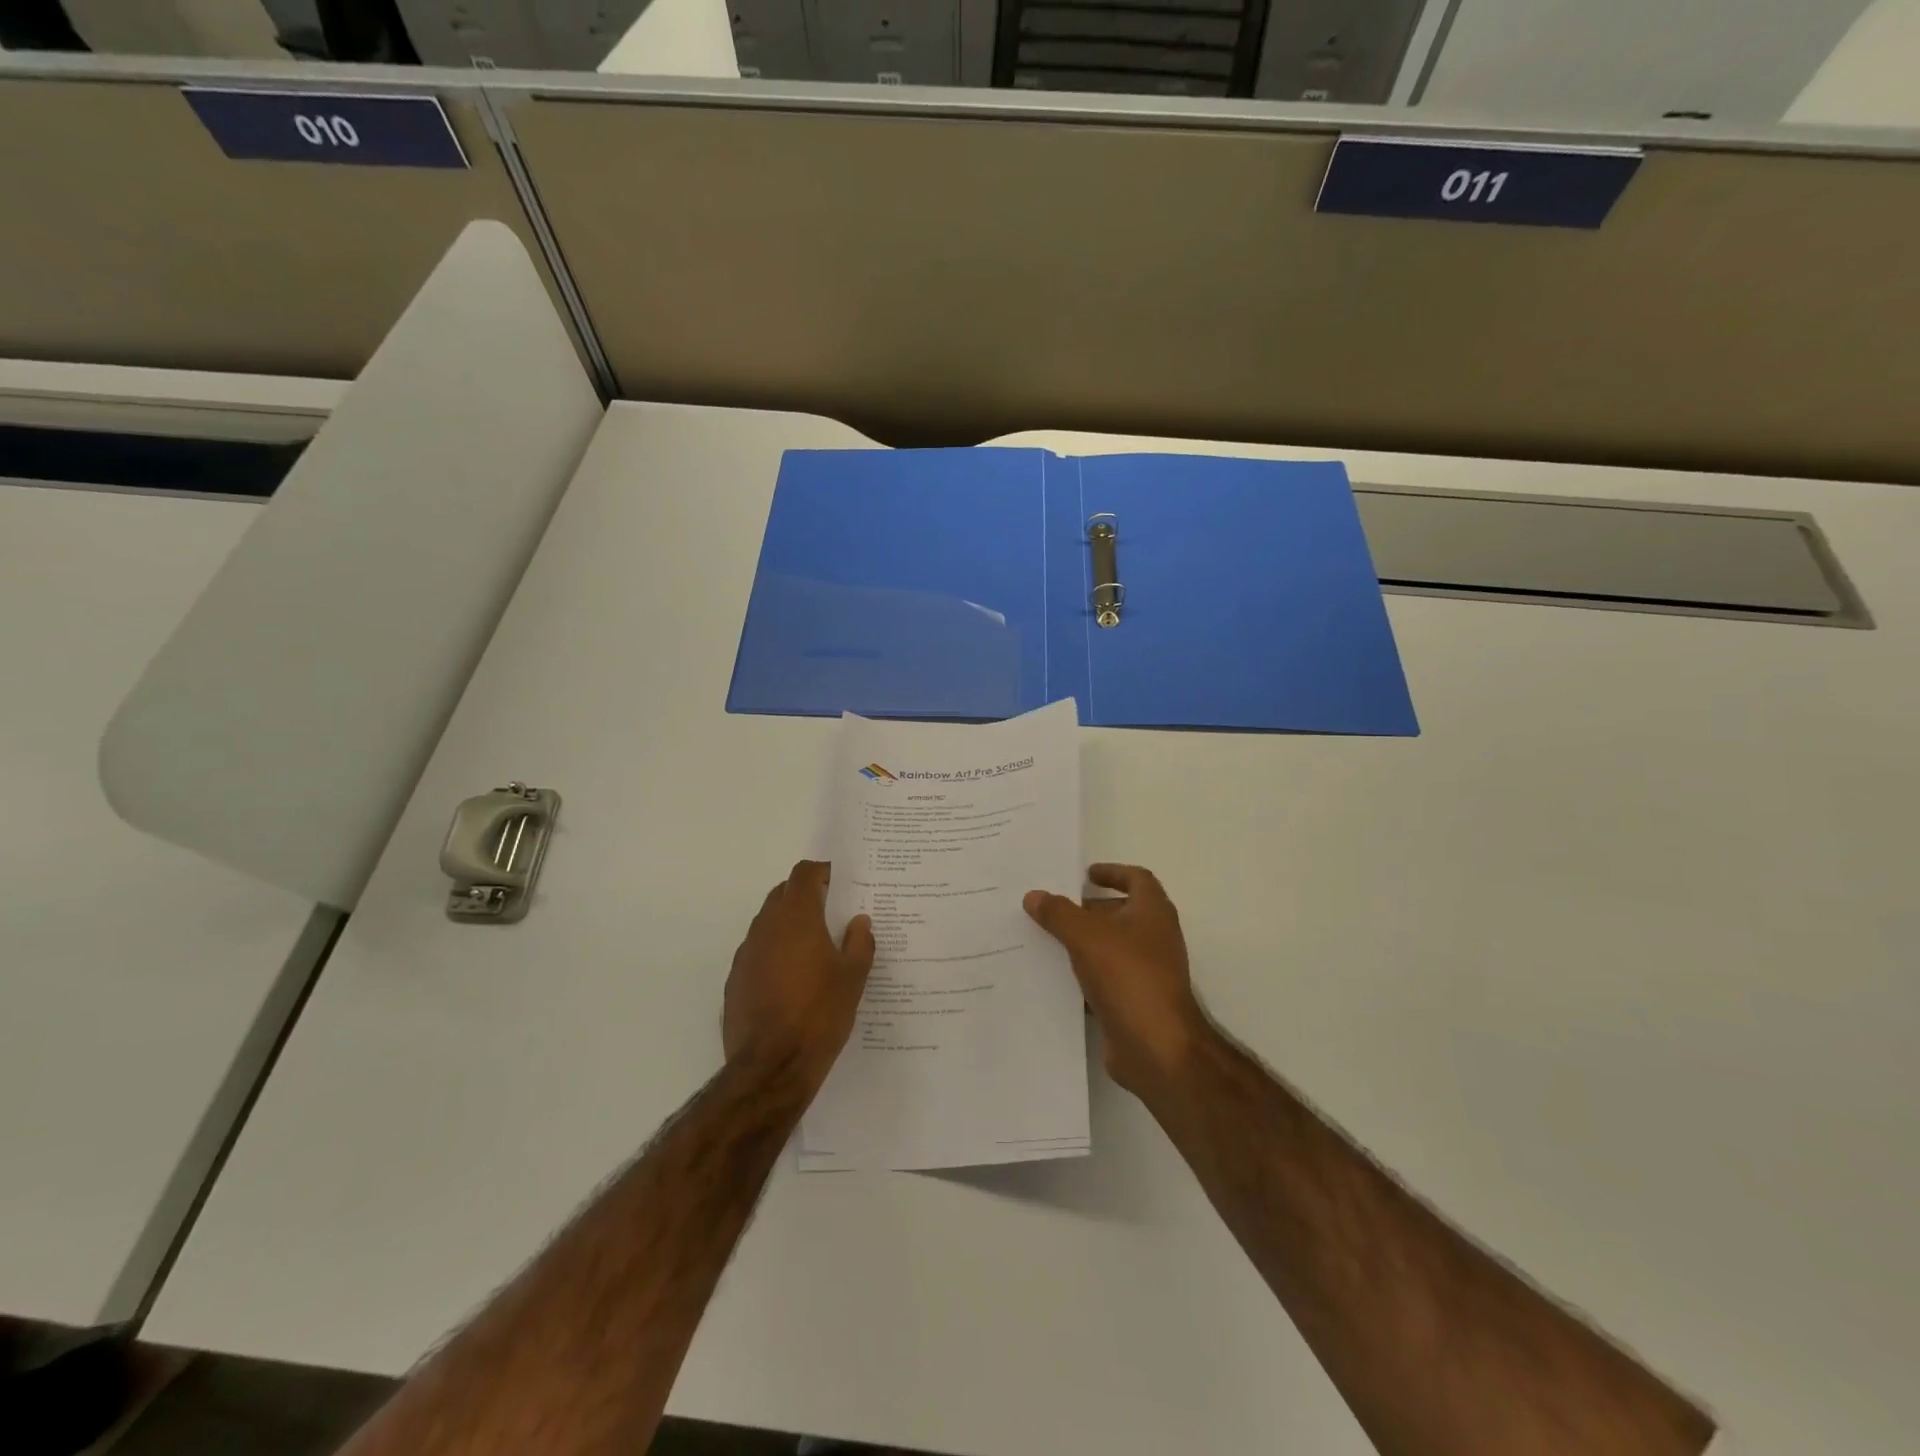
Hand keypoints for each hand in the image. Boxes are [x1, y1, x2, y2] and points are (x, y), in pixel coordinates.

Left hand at [724, 861, 874, 1091]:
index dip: (822, 872)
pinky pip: (758, 952)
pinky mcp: (735, 980)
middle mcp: (766, 927)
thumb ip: (859, 943)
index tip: (840, 883)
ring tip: (815, 949)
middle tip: (832, 913)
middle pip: (783, 893)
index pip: (804, 874)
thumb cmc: (819, 1014)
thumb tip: (859, 921)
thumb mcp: (853, 978)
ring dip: (789, 925)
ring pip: (768, 923)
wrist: (771, 1067)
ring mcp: (746, 954)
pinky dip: (775, 953)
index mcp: (796, 917)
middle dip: (806, 896)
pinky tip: (792, 980)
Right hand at [1025, 864, 1208, 1095]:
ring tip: (1043, 939)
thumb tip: (1034, 896)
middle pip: (1119, 913)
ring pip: (1109, 948)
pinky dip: (1082, 975)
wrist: (1156, 1047)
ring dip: (1081, 943)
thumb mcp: (1086, 936)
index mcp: (1153, 912)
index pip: (1136, 878)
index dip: (1112, 872)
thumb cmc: (1128, 976)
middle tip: (1050, 908)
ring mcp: (1147, 972)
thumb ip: (1058, 913)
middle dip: (1086, 909)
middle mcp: (1154, 937)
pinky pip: (1104, 980)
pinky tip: (1052, 977)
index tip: (1083, 875)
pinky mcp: (1134, 1001)